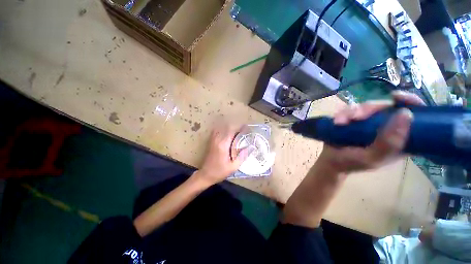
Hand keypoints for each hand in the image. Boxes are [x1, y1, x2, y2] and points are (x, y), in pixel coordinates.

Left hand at [195, 123, 251, 184]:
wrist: (205, 175)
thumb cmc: (220, 172)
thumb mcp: (233, 167)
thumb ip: (242, 156)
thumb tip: (251, 147)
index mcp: (223, 144)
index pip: (232, 131)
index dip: (240, 128)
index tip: (247, 128)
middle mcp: (217, 139)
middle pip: (227, 128)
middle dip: (236, 127)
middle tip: (244, 131)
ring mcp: (213, 140)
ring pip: (222, 128)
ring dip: (230, 128)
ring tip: (237, 133)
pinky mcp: (211, 142)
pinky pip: (218, 131)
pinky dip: (224, 130)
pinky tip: (228, 135)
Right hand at [318, 91, 424, 173]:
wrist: (329, 161)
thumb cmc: (352, 163)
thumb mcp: (372, 157)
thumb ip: (389, 142)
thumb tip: (406, 113)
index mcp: (399, 138)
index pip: (415, 117)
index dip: (411, 102)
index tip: (398, 97)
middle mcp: (386, 127)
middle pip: (385, 107)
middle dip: (369, 109)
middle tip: (355, 117)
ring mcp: (369, 122)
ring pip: (366, 107)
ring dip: (352, 112)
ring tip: (340, 122)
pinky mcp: (354, 120)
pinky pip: (350, 110)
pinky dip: (342, 114)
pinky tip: (337, 121)